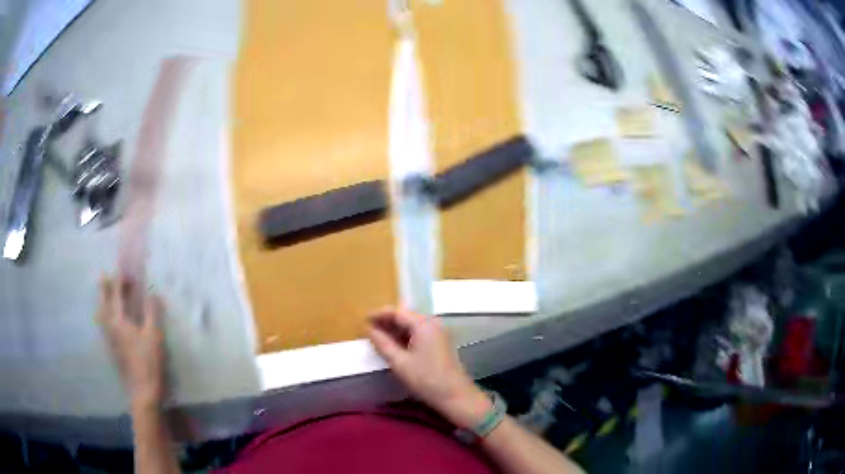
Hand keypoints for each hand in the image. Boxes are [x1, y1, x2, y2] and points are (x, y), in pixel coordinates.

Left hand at [96, 276, 166, 410]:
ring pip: (101, 315)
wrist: (142, 392)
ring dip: (102, 302)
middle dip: (104, 288)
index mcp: (119, 321)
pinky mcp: (112, 350)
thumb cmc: (148, 362)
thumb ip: (152, 312)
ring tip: (105, 296)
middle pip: (103, 302)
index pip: (116, 294)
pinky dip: (104, 316)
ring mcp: (109, 340)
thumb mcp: (154, 336)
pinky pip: (104, 326)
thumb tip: (153, 293)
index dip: (119, 279)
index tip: (124, 268)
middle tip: (106, 276)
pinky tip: (109, 321)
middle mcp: (110, 327)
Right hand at [367, 308, 491, 427]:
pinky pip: (418, 333)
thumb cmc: (426, 379)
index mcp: (423, 324)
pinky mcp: (439, 343)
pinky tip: (394, 346)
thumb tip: (369, 329)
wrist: (455, 396)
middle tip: (368, 330)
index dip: (378, 314)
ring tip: (377, 338)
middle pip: (405, 316)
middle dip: (386, 322)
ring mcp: (438, 333)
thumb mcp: (399, 362)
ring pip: (411, 325)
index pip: (397, 312)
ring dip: (394, 330)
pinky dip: (404, 337)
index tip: (363, 320)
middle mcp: (432, 323)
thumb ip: (382, 343)